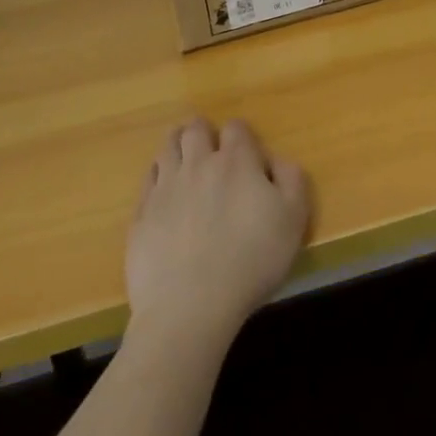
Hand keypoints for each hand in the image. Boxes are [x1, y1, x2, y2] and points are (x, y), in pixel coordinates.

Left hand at [126, 118, 309, 349]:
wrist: (190, 307)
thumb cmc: (251, 262)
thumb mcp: (293, 220)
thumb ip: (292, 179)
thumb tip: (277, 160)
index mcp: (236, 161)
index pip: (236, 128)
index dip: (241, 136)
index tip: (246, 155)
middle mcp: (198, 163)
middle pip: (195, 128)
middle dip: (204, 132)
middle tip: (210, 149)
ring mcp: (165, 186)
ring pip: (168, 147)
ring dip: (178, 146)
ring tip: (185, 160)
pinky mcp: (142, 213)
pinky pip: (148, 179)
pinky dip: (157, 176)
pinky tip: (164, 192)